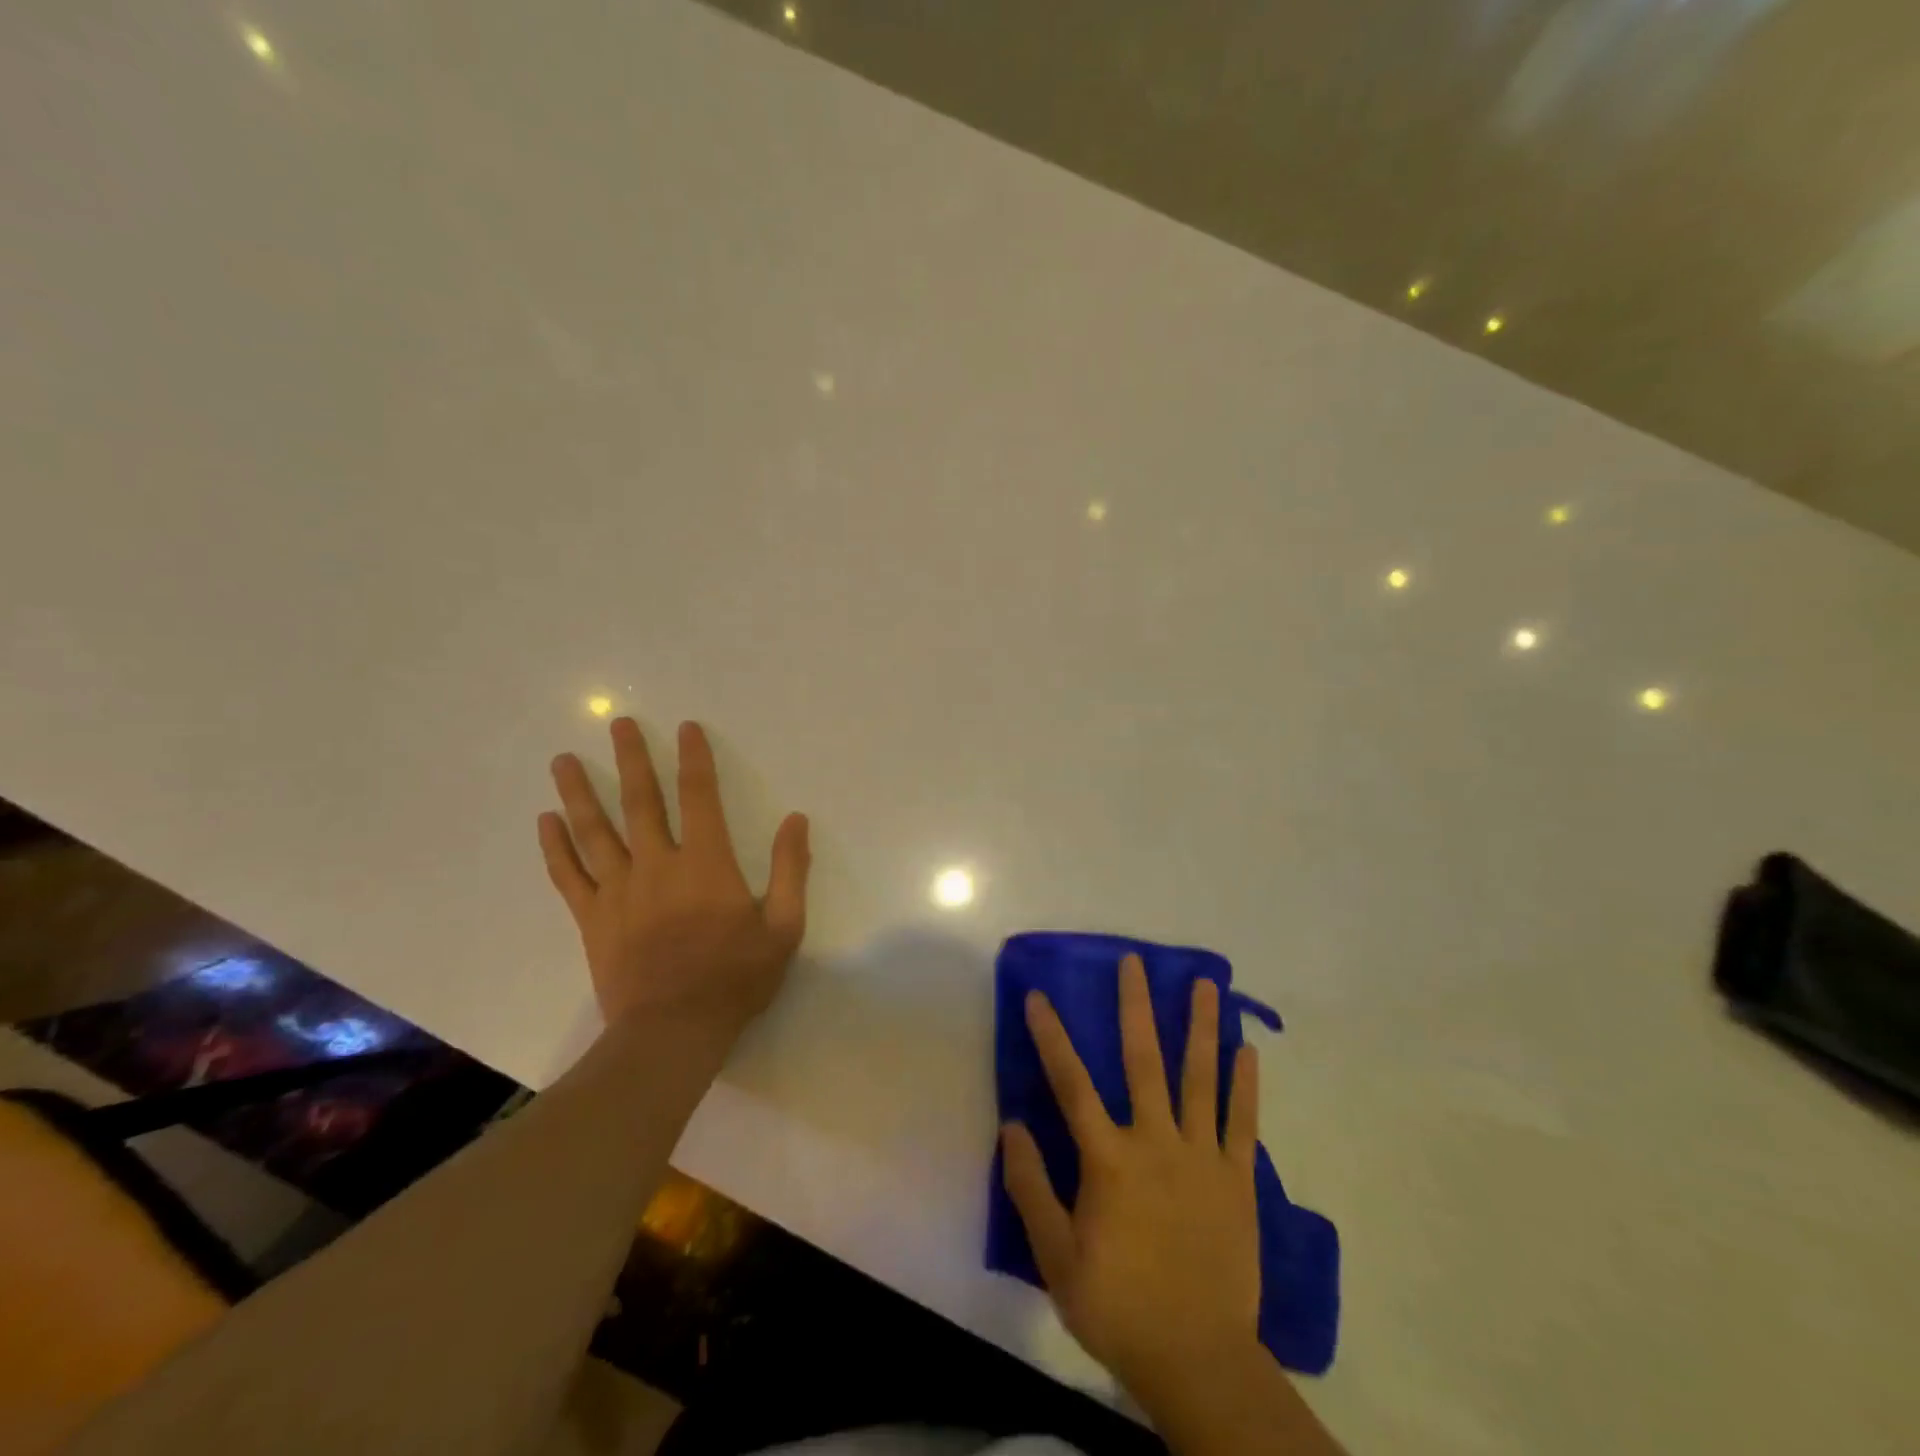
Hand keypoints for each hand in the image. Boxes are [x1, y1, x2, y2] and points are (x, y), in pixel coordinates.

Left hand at [538, 717, 809, 1037]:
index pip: (699, 796)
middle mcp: (658, 865)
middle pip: (641, 801)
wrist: (673, 1032)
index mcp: (706, 864)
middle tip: (617, 722)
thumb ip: (790, 870)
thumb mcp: (783, 927)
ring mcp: (619, 891)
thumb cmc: (734, 978)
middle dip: (630, 758)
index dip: (694, 758)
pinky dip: (555, 846)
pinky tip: (545, 820)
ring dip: (579, 791)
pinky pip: (568, 875)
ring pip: (594, 831)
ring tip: (562, 759)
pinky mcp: (592, 918)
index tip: (685, 728)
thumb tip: (796, 820)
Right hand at [1002, 954, 1262, 1400]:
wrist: (1198, 1358)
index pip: (1072, 1084)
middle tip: (1136, 961)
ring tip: (1207, 984)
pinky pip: (1242, 1122)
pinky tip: (1247, 1049)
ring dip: (1202, 1027)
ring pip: (1200, 1078)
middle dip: (1136, 1006)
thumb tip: (1011, 1125)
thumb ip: (1031, 1188)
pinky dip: (1245, 1084)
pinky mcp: (1237, 1179)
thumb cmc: (1119, 1305)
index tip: (1039, 996)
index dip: (1052, 1037)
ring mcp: (1201, 1157)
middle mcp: (1156, 1142)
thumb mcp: (1056, 1258)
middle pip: (1143, 1061)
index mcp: (1109, 1160)